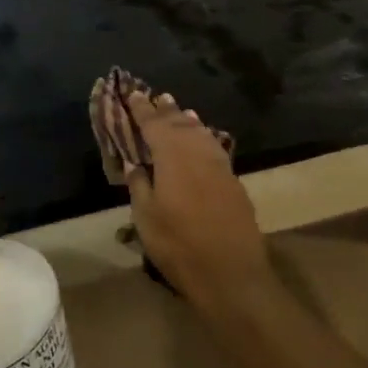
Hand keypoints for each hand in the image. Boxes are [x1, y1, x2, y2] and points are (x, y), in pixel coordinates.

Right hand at [122, 91, 267, 305]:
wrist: (231, 274)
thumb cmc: (179, 245)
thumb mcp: (146, 217)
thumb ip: (140, 185)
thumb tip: (136, 164)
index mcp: (173, 156)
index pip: (154, 124)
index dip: (142, 109)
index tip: (133, 93)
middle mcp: (198, 153)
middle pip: (181, 123)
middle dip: (167, 110)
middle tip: (156, 96)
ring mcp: (220, 167)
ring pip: (202, 134)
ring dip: (188, 121)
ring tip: (180, 111)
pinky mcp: (234, 183)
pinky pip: (214, 148)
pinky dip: (204, 138)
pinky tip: (203, 140)